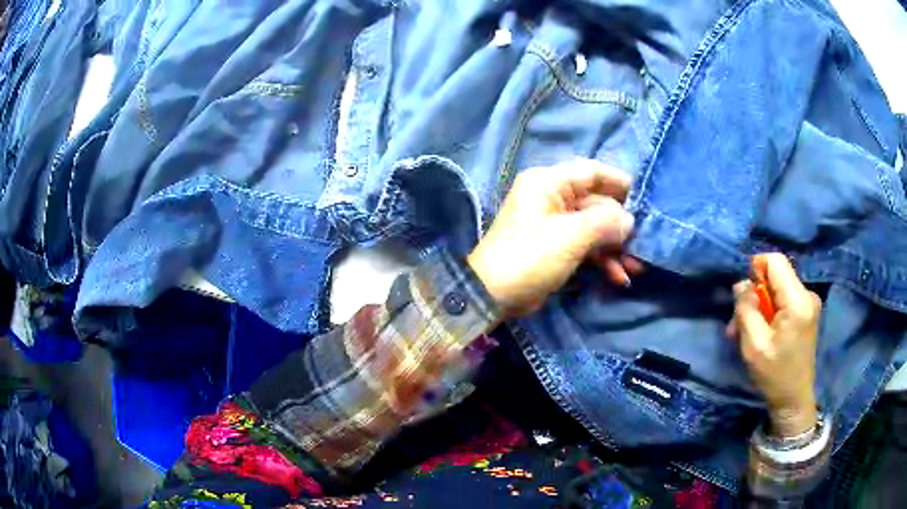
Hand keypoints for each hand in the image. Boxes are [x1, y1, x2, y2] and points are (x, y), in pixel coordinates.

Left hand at [467, 159, 639, 317]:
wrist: (493, 295)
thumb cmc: (531, 256)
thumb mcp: (571, 236)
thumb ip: (605, 222)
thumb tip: (629, 220)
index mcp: (548, 182)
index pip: (591, 172)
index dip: (619, 183)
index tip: (645, 198)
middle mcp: (551, 197)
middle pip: (596, 204)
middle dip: (620, 228)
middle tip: (643, 244)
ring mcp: (553, 224)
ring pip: (593, 228)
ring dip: (614, 248)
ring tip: (635, 269)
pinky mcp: (555, 247)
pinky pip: (585, 246)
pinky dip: (601, 260)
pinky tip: (618, 278)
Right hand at [727, 254, 821, 436]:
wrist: (794, 399)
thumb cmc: (774, 375)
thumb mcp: (754, 345)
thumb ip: (746, 309)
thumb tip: (742, 283)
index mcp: (798, 300)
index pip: (775, 261)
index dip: (756, 268)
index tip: (743, 295)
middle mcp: (807, 295)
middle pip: (776, 276)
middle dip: (754, 296)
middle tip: (738, 325)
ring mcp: (809, 303)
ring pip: (778, 289)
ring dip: (760, 307)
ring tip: (746, 333)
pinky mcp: (807, 312)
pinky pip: (784, 300)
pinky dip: (770, 313)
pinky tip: (761, 333)